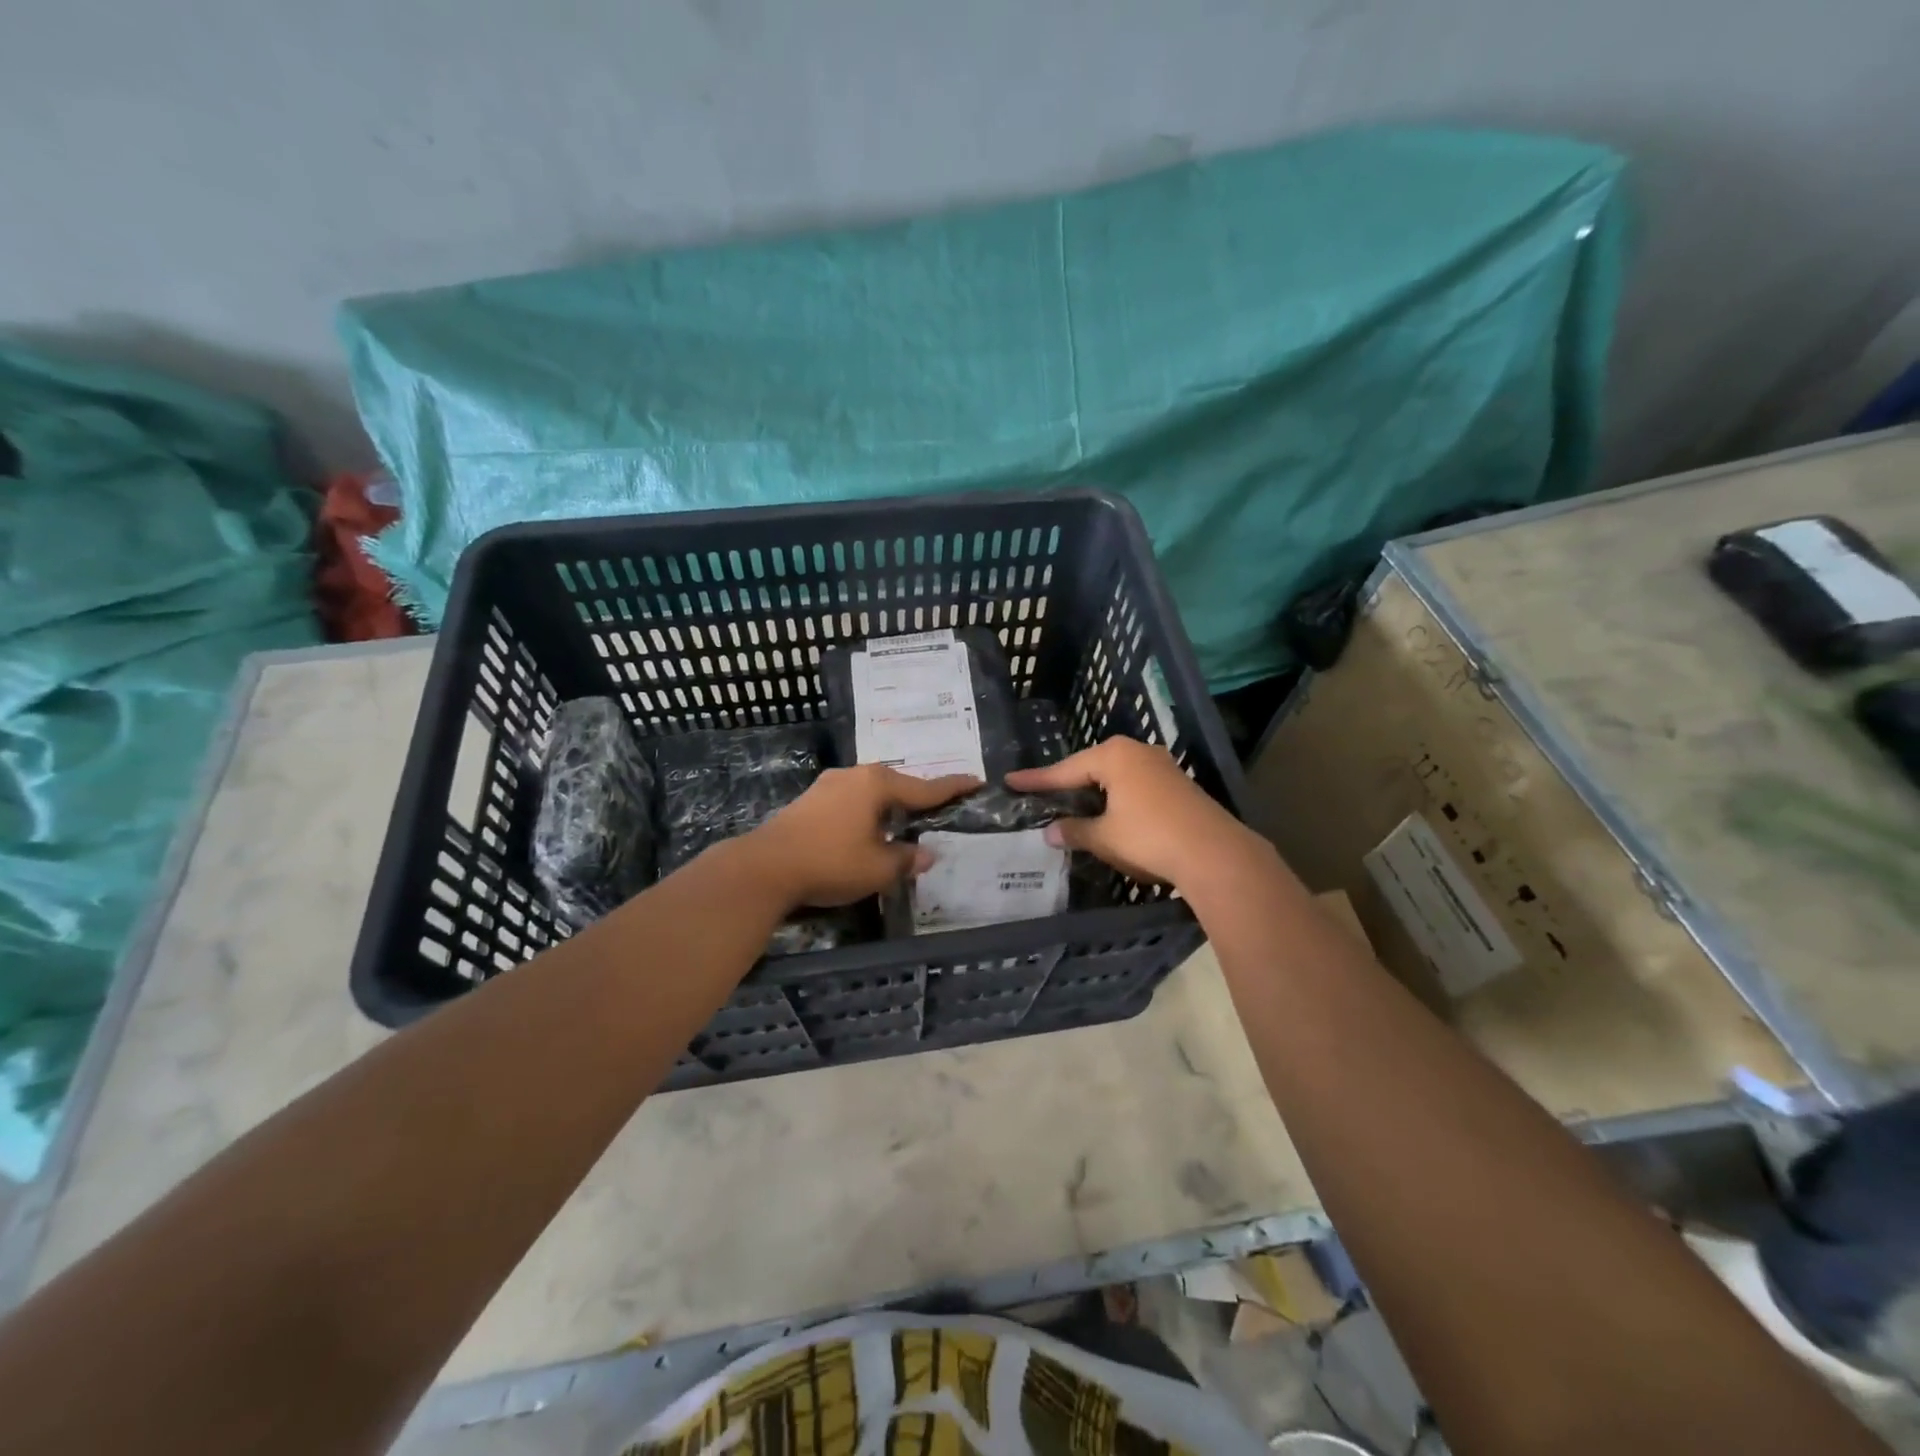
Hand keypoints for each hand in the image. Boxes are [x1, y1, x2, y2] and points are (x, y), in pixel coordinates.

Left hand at [743, 765, 979, 909]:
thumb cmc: (830, 862)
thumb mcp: (878, 868)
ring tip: (903, 823)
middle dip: (917, 798)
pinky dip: (866, 813)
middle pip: (897, 785)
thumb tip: (927, 854)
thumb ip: (906, 859)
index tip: (975, 780)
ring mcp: (828, 785)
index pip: (925, 787)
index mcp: (877, 785)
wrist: (765, 867)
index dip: (952, 788)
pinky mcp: (809, 800)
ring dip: (889, 807)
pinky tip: (866, 830)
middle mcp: (854, 776)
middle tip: (938, 809)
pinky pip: (850, 802)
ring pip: (871, 793)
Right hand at [1005, 737, 1267, 888]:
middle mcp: (1138, 752)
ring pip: (1117, 777)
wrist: (1214, 854)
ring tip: (1073, 804)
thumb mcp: (1104, 837)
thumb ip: (1074, 831)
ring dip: (1095, 792)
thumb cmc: (1149, 837)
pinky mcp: (1179, 786)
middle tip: (1042, 794)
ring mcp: (1162, 766)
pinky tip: (1111, 814)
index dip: (1037, 780)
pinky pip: (1136, 786)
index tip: (1011, 781)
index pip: (1065, 769)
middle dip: (1068, 783)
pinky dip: (1117, 799)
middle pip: (1092, 767)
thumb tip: (1050, 831)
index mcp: (1114, 756)